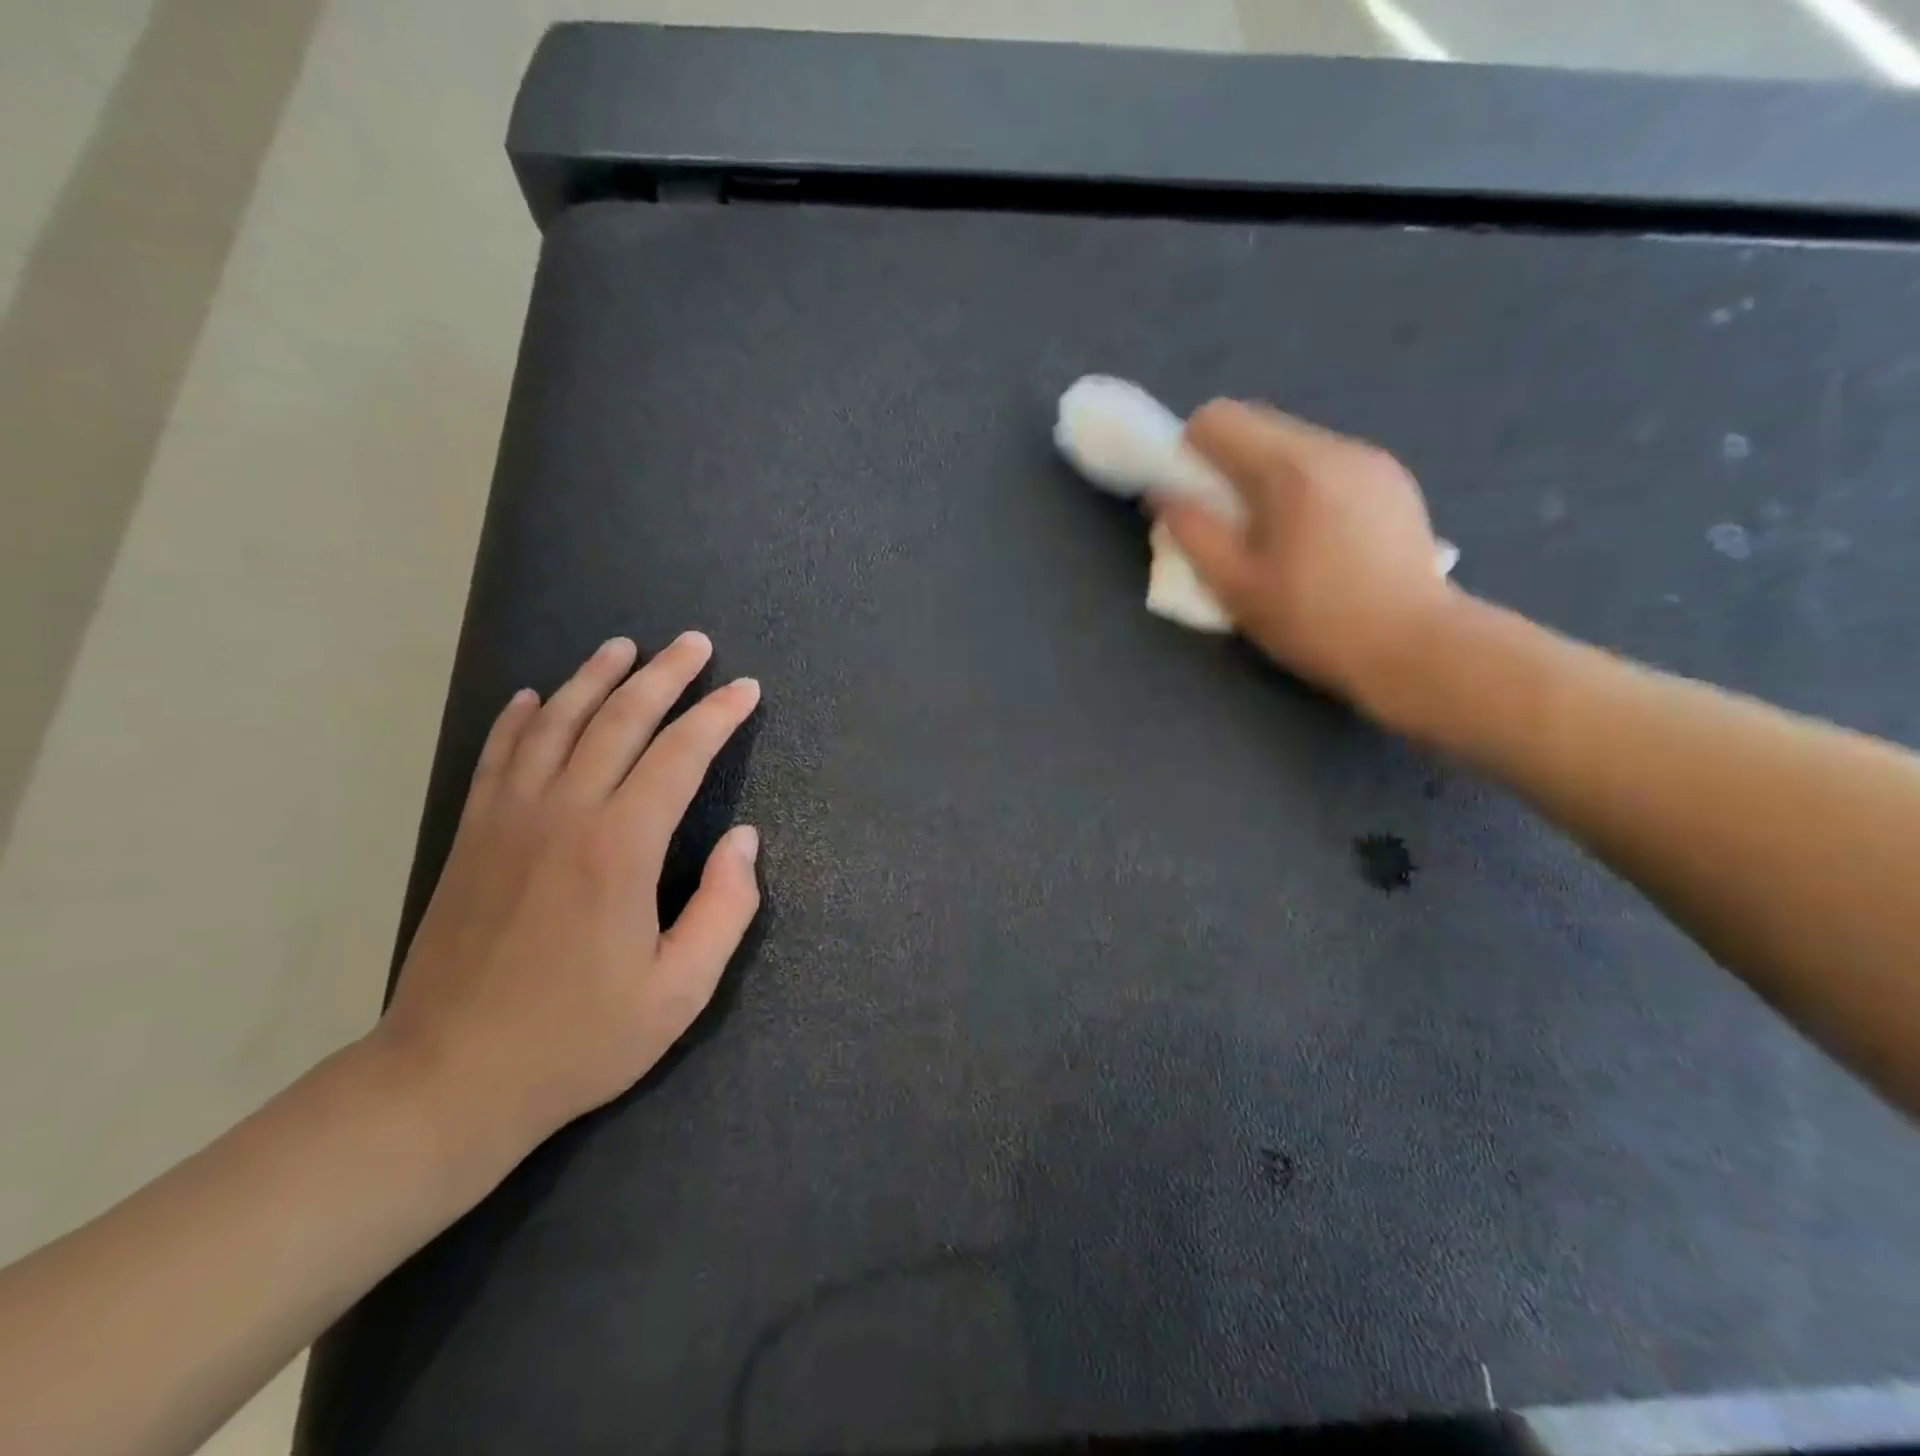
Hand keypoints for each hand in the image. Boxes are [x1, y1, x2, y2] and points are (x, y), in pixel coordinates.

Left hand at [374, 633, 761, 1178]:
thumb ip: (725, 909)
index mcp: (621, 848)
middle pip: (620, 721)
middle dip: (664, 675)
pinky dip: (520, 717)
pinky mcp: (472, 836)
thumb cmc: (579, 1038)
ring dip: (595, 678)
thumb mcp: (680, 990)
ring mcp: (509, 820)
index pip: (679, 756)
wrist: (448, 1079)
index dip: (718, 716)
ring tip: (624, 646)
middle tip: (695, 644)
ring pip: (556, 724)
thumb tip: (744, 839)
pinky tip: (536, 695)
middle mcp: (564, 814)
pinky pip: (498, 755)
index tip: (745, 689)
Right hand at [1155, 400, 1457, 722]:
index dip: (1189, 452)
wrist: (1416, 646)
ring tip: (1277, 537)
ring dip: (1268, 477)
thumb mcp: (1235, 586)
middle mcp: (1334, 446)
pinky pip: (1329, 464)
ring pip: (1295, 446)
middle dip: (1228, 465)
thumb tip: (1163, 495)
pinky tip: (1319, 540)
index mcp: (1292, 467)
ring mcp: (1371, 460)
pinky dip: (1305, 487)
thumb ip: (1192, 533)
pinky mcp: (1394, 481)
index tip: (1193, 498)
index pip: (1219, 418)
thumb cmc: (1315, 621)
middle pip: (1259, 425)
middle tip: (1230, 525)